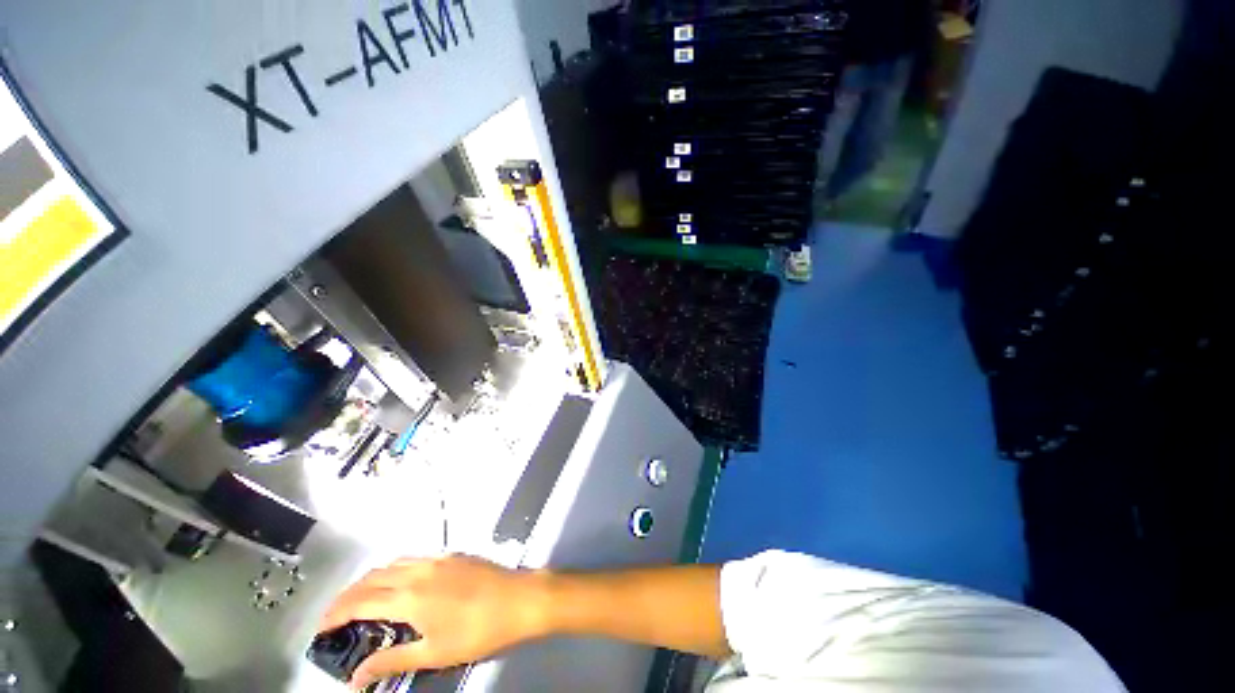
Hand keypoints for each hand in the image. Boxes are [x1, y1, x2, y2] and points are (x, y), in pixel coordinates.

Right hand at [319, 555, 547, 689]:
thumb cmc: (478, 630)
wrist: (519, 598)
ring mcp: (439, 559)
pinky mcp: (454, 555)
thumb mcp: (433, 653)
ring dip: (371, 580)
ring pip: (393, 564)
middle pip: (372, 578)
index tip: (321, 629)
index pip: (360, 602)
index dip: (335, 614)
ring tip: (362, 601)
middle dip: (347, 596)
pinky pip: (414, 559)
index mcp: (410, 596)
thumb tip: (357, 678)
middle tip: (336, 617)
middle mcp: (420, 571)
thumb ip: (392, 661)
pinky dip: (395, 571)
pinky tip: (399, 586)